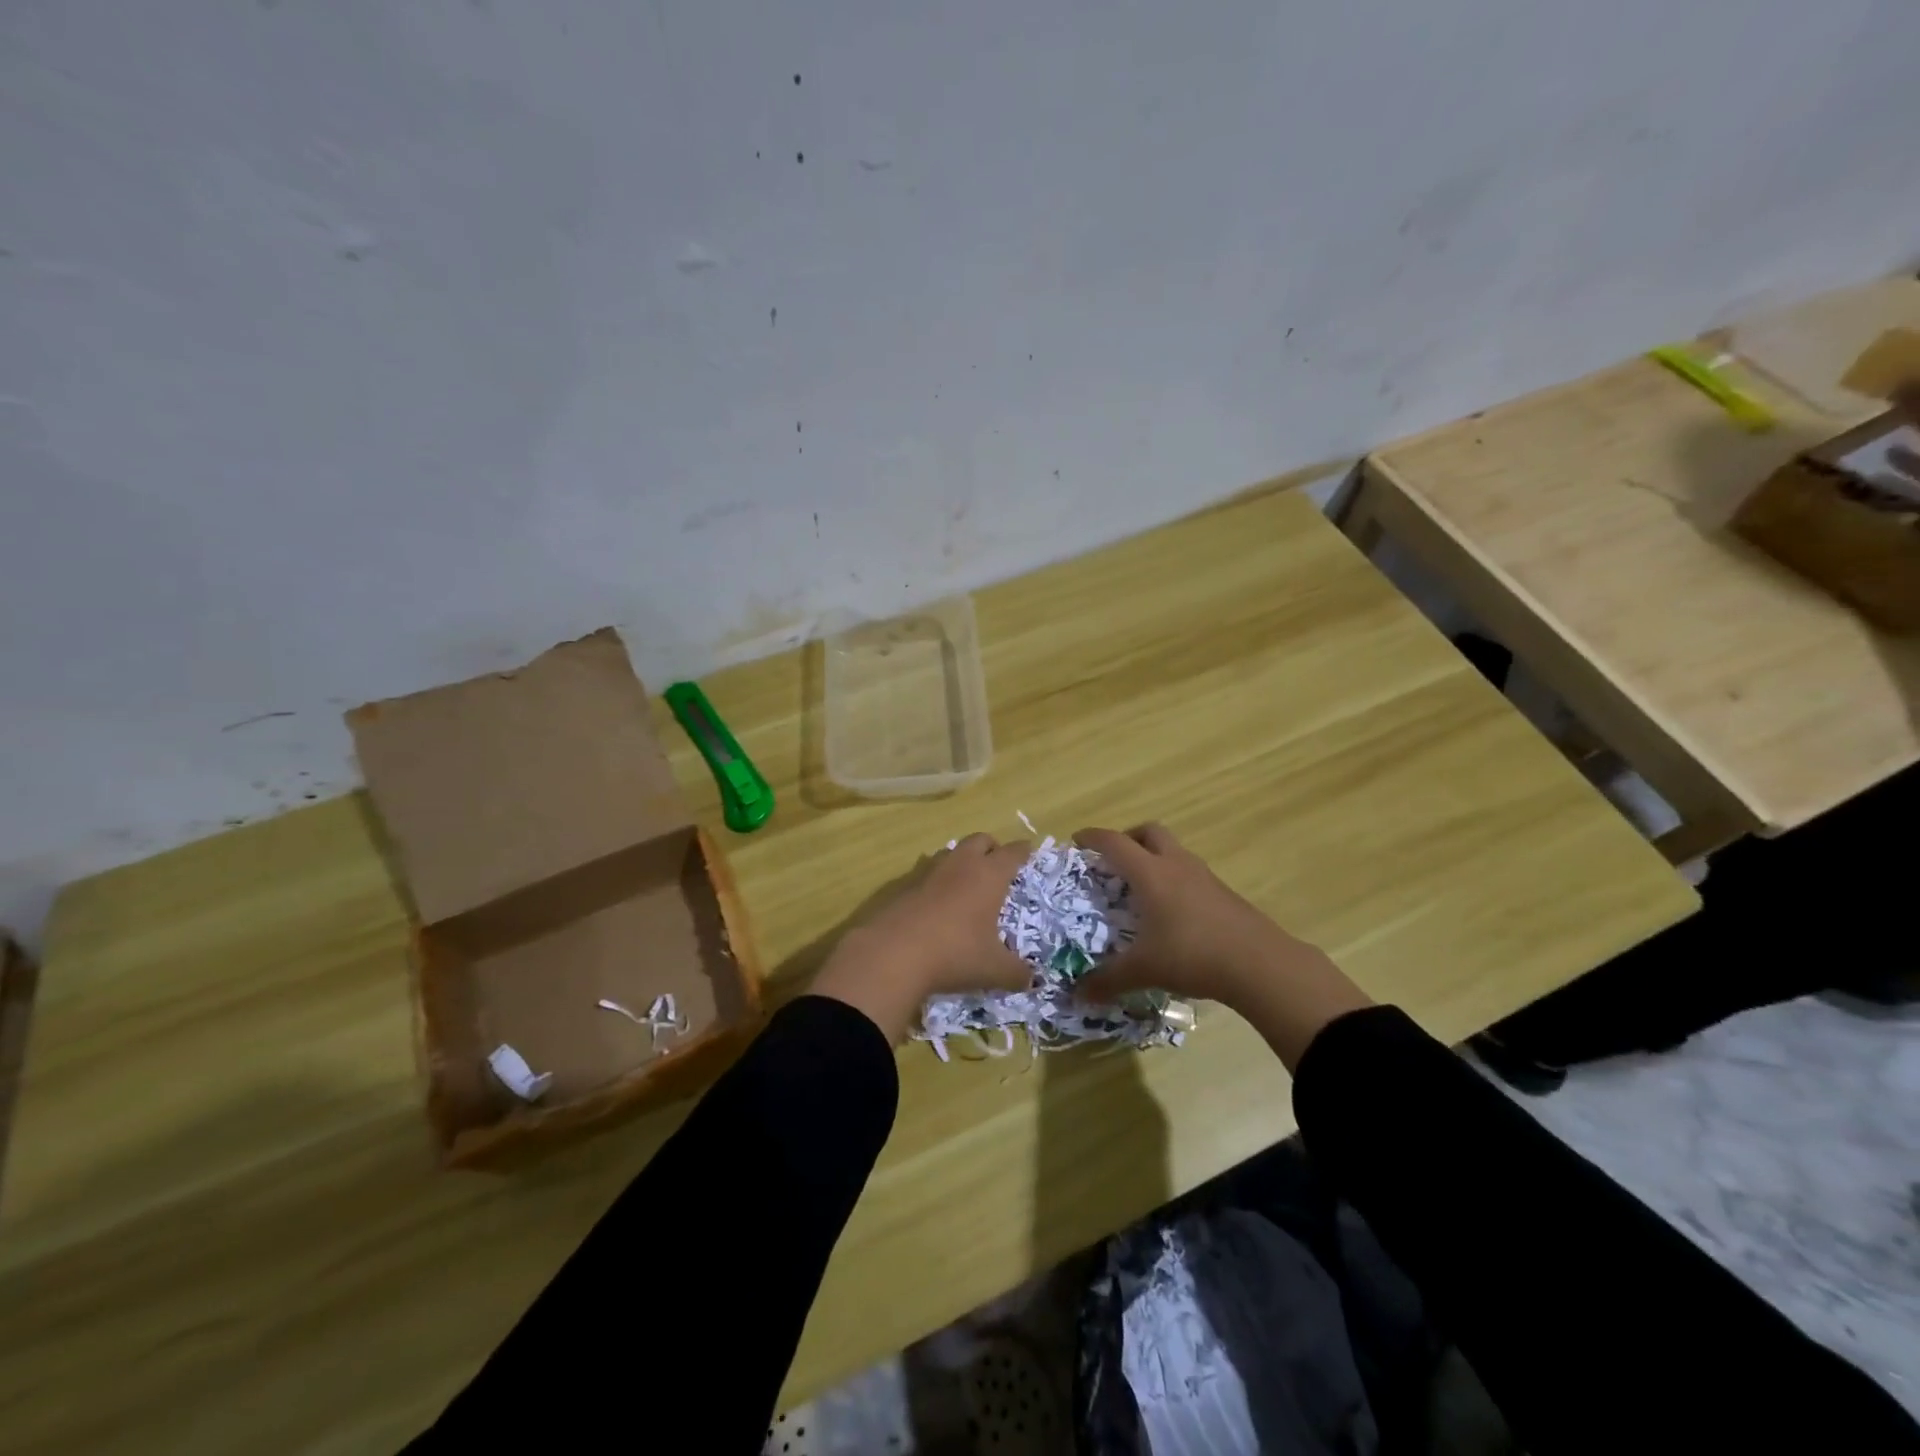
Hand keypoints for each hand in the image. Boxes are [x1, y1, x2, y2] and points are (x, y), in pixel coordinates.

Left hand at [811, 833, 1033, 1042]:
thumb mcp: (993, 970)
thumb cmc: (954, 954)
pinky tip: (938, 902)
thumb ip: (1017, 973)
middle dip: (992, 847)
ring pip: (952, 852)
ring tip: (968, 882)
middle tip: (999, 865)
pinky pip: (928, 872)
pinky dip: (938, 880)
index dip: (1023, 851)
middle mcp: (961, 865)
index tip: (1029, 851)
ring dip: (963, 860)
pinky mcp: (904, 885)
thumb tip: (1032, 980)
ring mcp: (930, 872)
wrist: (892, 954)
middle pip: (980, 839)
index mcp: (989, 875)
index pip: (1012, 853)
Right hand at [1073, 823, 1372, 1069]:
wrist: (1261, 964)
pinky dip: (1174, 879)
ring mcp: (1203, 876)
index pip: (1114, 842)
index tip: (1076, 841)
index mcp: (1150, 873)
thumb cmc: (1192, 955)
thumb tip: (1077, 995)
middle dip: (1128, 839)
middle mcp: (1176, 865)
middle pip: (1149, 832)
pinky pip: (1190, 872)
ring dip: (1154, 858)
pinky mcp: (1223, 893)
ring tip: (1140, 889)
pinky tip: (1171, 912)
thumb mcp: (1144, 970)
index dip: (1092, 837)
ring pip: (1173, 850)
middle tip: (1113, 862)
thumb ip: (1108, 980)